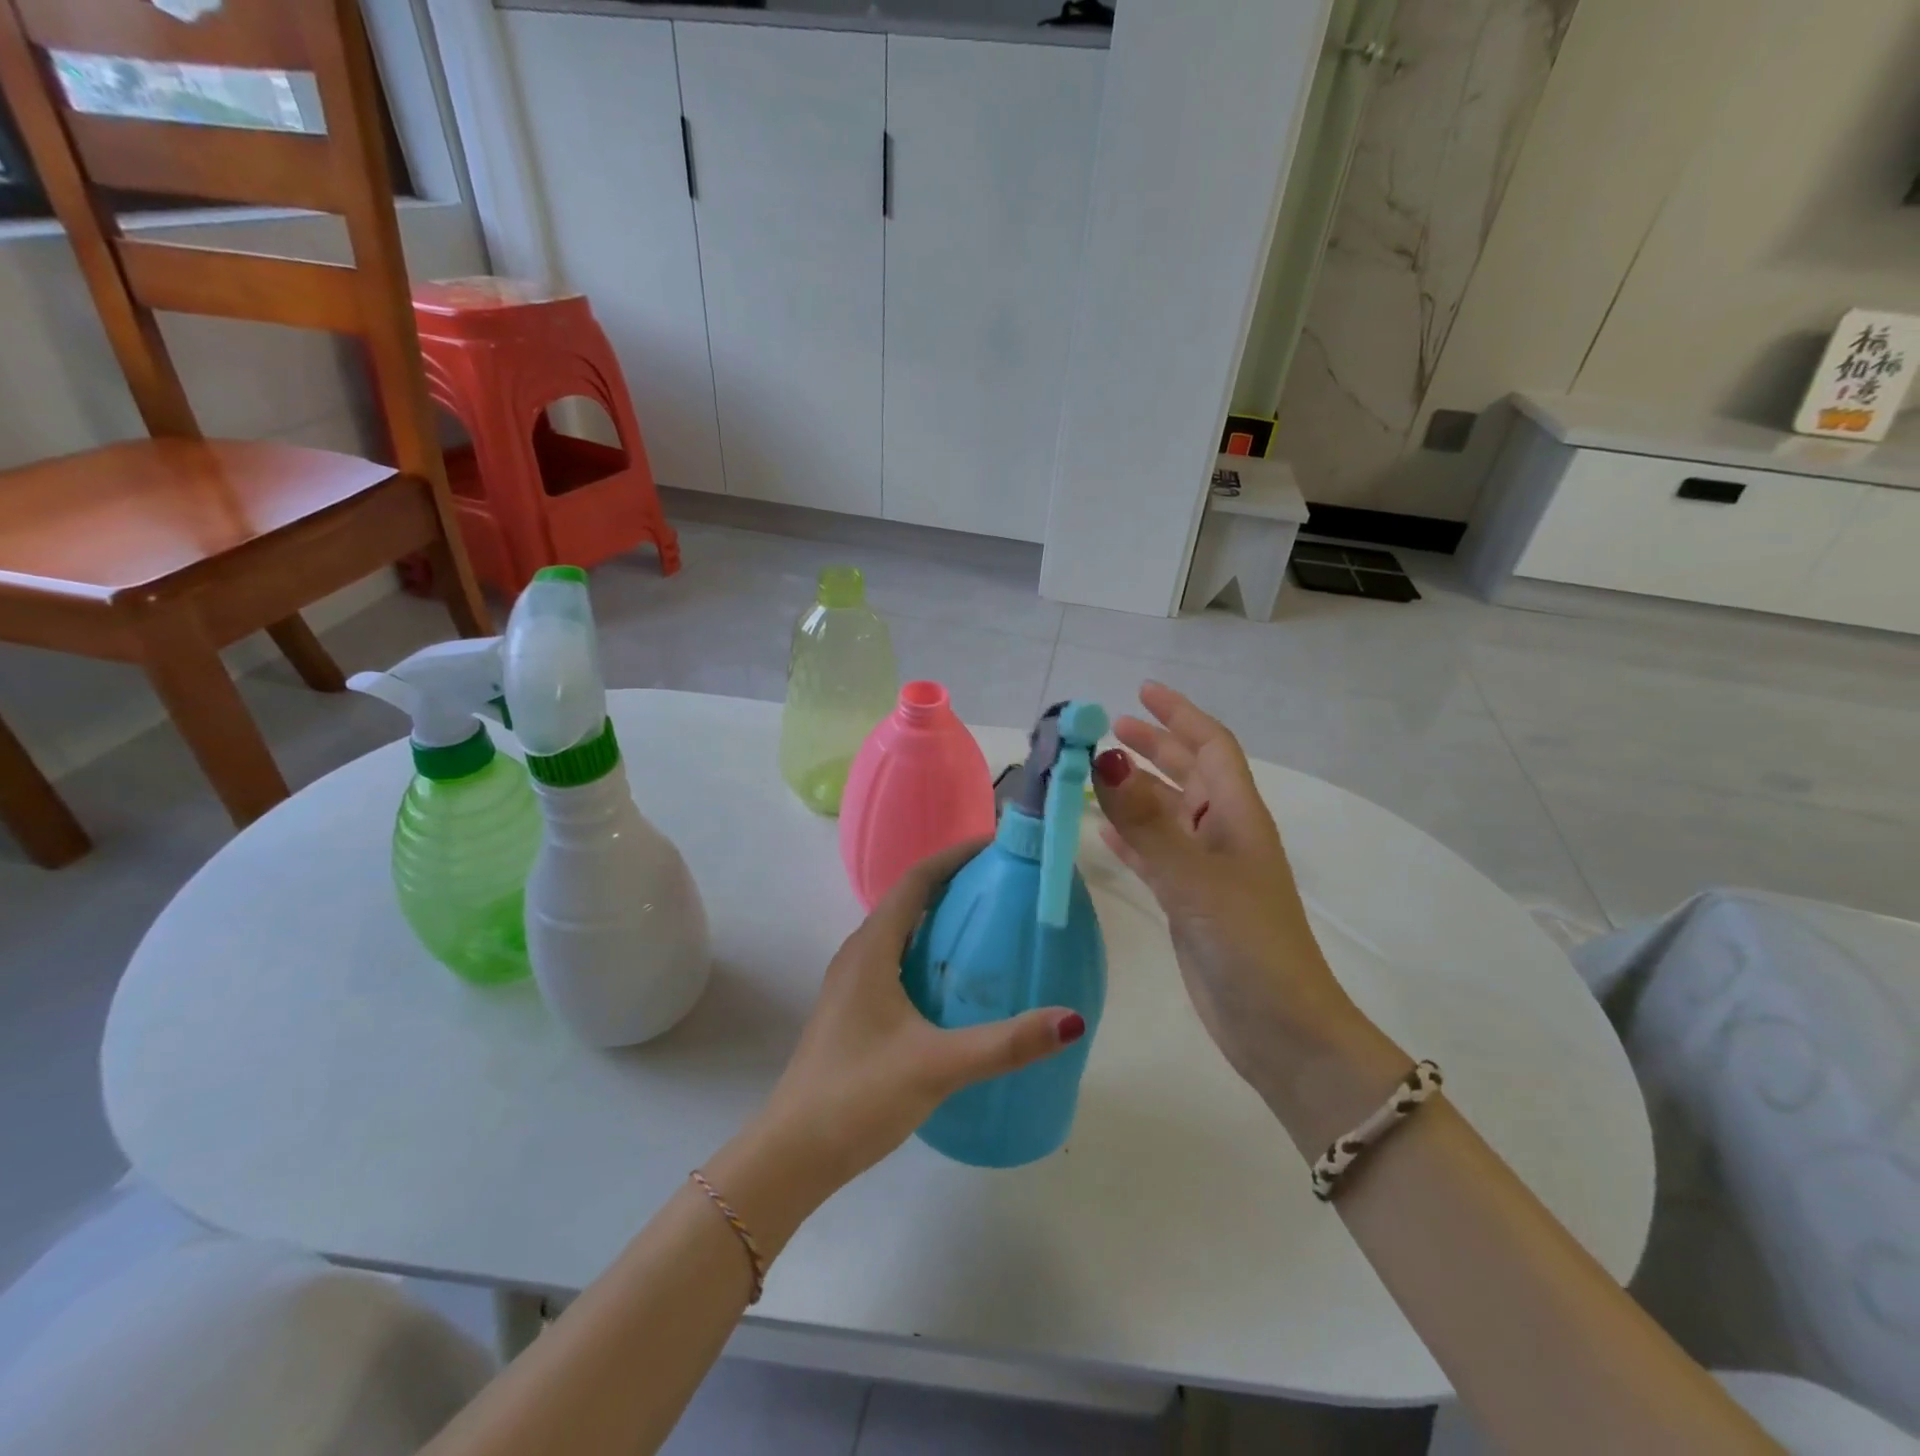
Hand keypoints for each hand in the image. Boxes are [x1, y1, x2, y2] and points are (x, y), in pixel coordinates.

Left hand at [753, 842, 1083, 1200]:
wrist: (791, 1154)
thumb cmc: (858, 1096)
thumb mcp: (938, 1066)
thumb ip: (1005, 1044)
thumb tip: (1071, 1020)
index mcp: (872, 949)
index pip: (916, 879)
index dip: (955, 855)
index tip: (998, 847)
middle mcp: (859, 954)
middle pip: (909, 899)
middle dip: (954, 883)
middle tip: (1005, 885)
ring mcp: (852, 983)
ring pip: (902, 931)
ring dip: (940, 918)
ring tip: (988, 925)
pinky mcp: (854, 1010)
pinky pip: (896, 960)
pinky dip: (928, 952)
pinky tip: (956, 983)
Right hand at [1093, 683, 1400, 1143]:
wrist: (1281, 1031)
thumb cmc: (1249, 946)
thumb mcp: (1195, 880)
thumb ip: (1148, 822)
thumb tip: (1105, 759)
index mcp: (1238, 818)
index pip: (1211, 747)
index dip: (1180, 714)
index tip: (1141, 691)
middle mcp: (1223, 836)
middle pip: (1187, 774)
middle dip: (1153, 746)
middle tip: (1109, 728)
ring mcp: (1205, 871)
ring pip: (1166, 813)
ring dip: (1136, 789)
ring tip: (1096, 771)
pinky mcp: (1188, 902)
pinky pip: (1154, 853)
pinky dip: (1130, 836)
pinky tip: (1103, 831)